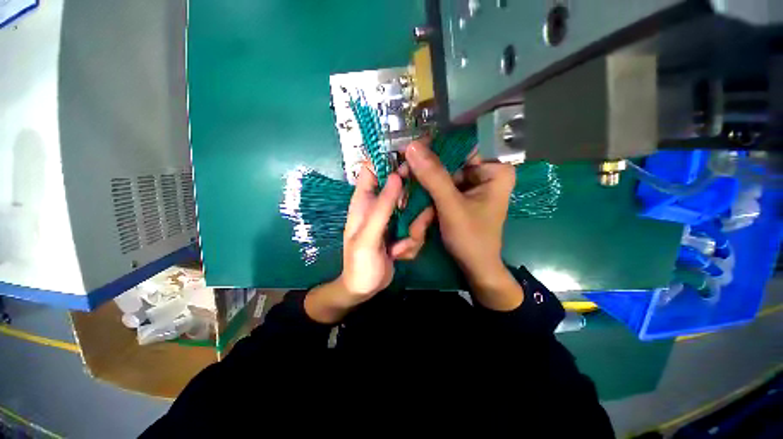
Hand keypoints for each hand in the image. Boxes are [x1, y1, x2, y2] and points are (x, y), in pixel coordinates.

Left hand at [304, 165, 433, 323]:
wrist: (364, 288)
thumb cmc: (359, 263)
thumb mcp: (368, 236)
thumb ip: (382, 208)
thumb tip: (396, 177)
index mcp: (364, 201)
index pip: (373, 169)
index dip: (388, 158)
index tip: (411, 155)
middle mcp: (380, 205)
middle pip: (401, 187)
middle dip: (412, 203)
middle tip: (412, 221)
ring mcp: (394, 218)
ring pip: (415, 210)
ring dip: (413, 231)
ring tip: (400, 249)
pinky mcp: (403, 230)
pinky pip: (417, 228)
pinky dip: (412, 243)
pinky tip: (400, 255)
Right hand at [404, 140, 523, 309]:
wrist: (475, 268)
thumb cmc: (471, 239)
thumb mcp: (451, 206)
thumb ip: (433, 177)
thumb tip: (412, 146)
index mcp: (494, 171)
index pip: (459, 148)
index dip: (431, 150)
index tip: (407, 153)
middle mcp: (485, 173)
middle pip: (447, 165)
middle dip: (423, 179)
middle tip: (401, 180)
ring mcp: (472, 186)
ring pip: (440, 179)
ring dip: (422, 194)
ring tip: (409, 206)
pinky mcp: (461, 197)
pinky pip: (440, 190)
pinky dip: (427, 200)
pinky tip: (417, 212)